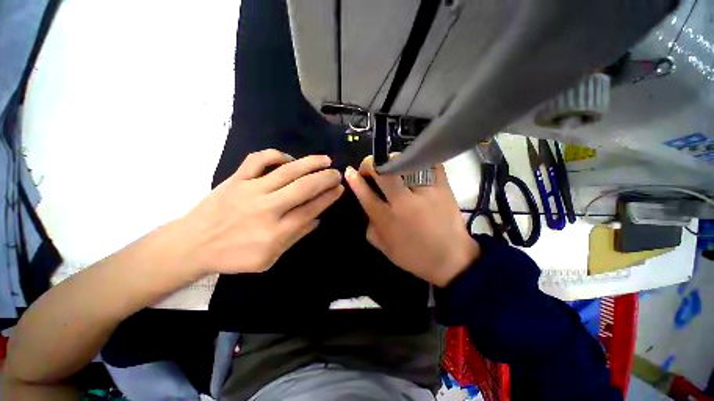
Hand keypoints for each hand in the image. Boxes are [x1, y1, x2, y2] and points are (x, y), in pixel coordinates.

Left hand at [179, 149, 343, 274]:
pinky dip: (276, 155)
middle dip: (325, 179)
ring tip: (325, 160)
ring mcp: (250, 190)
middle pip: (303, 188)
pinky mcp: (236, 179)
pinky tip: (288, 159)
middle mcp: (267, 208)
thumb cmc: (234, 256)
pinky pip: (258, 160)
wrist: (192, 245)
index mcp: (276, 232)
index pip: (311, 209)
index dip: (328, 197)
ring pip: (287, 171)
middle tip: (337, 174)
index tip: (339, 189)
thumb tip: (317, 220)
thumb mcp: (269, 258)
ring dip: (310, 163)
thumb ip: (295, 237)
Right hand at [345, 156, 479, 286]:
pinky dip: (420, 160)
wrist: (452, 259)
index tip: (350, 171)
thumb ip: (371, 230)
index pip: (366, 195)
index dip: (355, 181)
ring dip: (393, 160)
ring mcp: (424, 193)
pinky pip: (430, 165)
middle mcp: (403, 203)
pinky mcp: (442, 188)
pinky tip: (414, 162)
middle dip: (370, 164)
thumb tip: (366, 212)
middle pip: (383, 173)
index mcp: (388, 220)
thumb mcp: (386, 250)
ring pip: (404, 164)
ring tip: (391, 164)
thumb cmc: (416, 256)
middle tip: (370, 165)